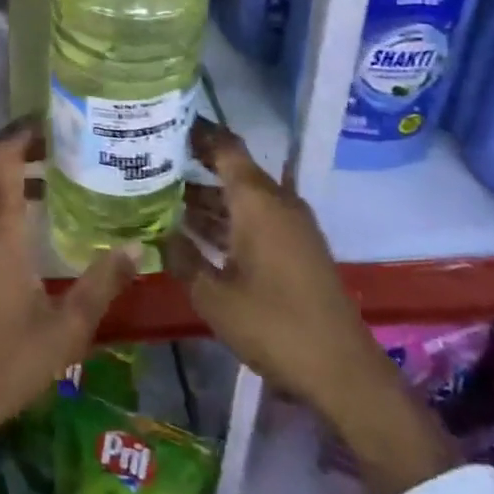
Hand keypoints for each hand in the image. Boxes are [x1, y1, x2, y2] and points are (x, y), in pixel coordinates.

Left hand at [0, 119, 136, 493]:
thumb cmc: (3, 363)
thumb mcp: (65, 331)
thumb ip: (101, 285)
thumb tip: (135, 247)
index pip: (2, 156)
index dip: (23, 131)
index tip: (54, 121)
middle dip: (15, 143)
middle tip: (57, 141)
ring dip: (3, 169)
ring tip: (49, 174)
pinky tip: (22, 220)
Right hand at [161, 119, 367, 408]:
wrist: (343, 372)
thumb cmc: (274, 326)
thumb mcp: (213, 296)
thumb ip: (181, 257)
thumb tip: (156, 231)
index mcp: (257, 200)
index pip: (224, 146)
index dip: (195, 130)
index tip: (162, 121)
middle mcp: (276, 201)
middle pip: (231, 168)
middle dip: (193, 162)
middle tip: (150, 159)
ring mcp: (290, 225)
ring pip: (241, 195)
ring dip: (207, 195)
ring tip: (160, 193)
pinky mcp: (296, 247)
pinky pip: (255, 216)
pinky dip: (226, 217)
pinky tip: (194, 231)